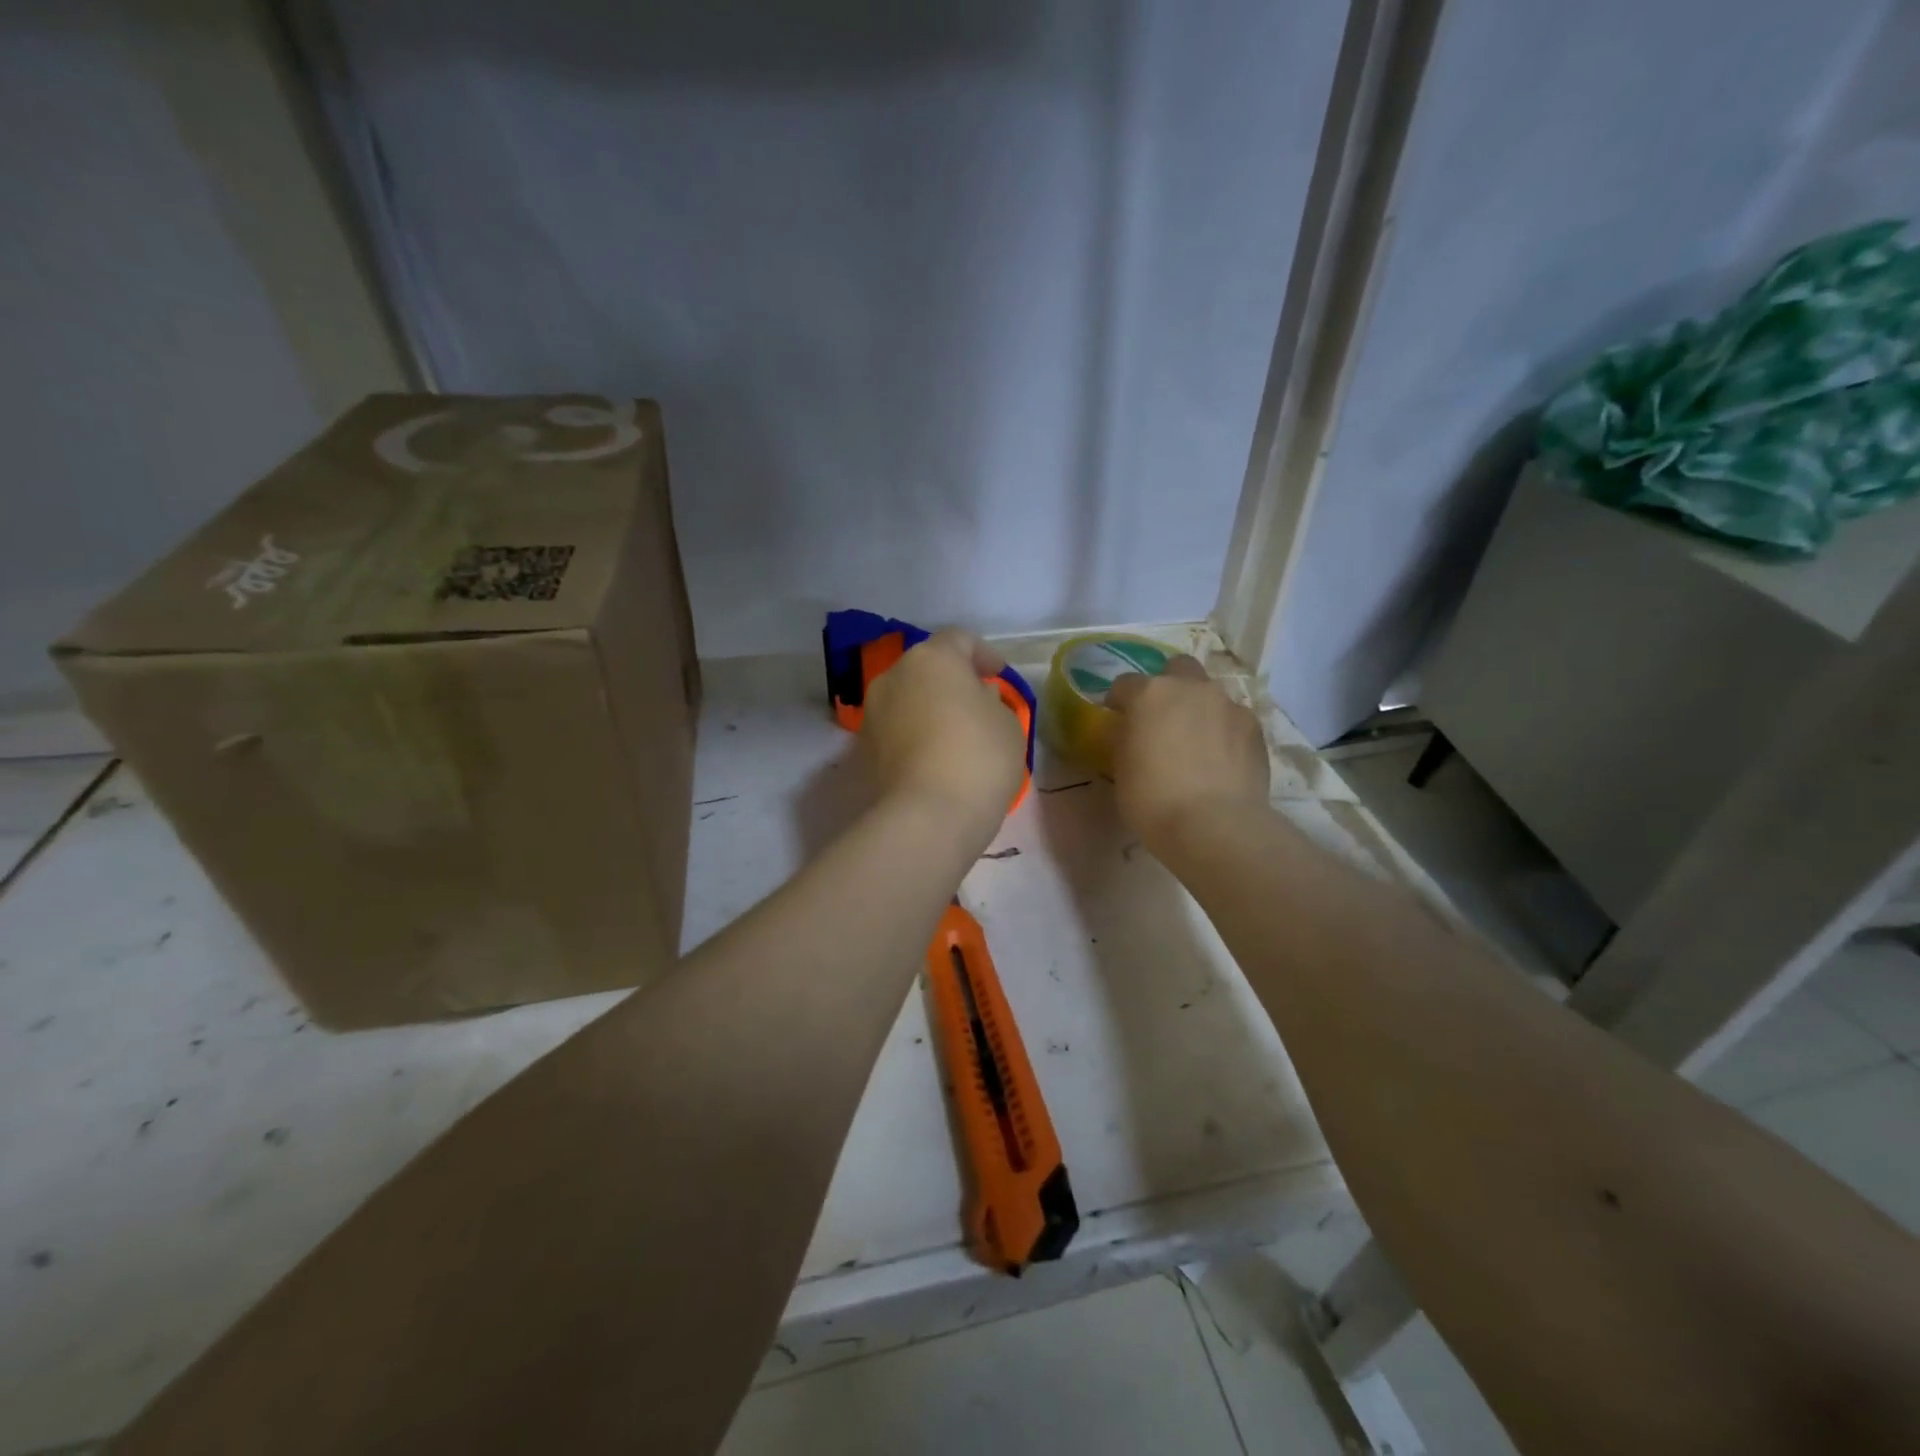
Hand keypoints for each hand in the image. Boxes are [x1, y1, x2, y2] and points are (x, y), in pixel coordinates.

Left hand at [860, 629, 1025, 845]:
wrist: (927, 815)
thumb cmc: (978, 757)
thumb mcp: (1007, 723)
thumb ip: (992, 701)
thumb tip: (975, 698)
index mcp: (931, 658)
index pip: (959, 639)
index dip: (983, 654)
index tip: (999, 676)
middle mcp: (894, 676)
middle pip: (927, 667)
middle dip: (952, 681)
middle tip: (979, 703)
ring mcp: (873, 713)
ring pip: (908, 698)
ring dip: (930, 707)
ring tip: (957, 734)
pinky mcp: (864, 748)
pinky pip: (897, 729)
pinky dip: (915, 733)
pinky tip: (936, 757)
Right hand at [1107, 656, 1268, 849]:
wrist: (1214, 825)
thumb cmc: (1152, 799)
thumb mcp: (1121, 768)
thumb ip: (1125, 738)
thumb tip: (1130, 730)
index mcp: (1149, 694)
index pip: (1124, 684)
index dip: (1119, 701)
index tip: (1117, 719)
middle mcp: (1190, 688)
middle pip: (1177, 668)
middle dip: (1168, 685)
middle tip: (1163, 718)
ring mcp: (1228, 704)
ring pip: (1210, 693)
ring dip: (1199, 708)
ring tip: (1197, 742)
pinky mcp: (1255, 727)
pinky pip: (1233, 719)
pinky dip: (1224, 731)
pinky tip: (1221, 759)